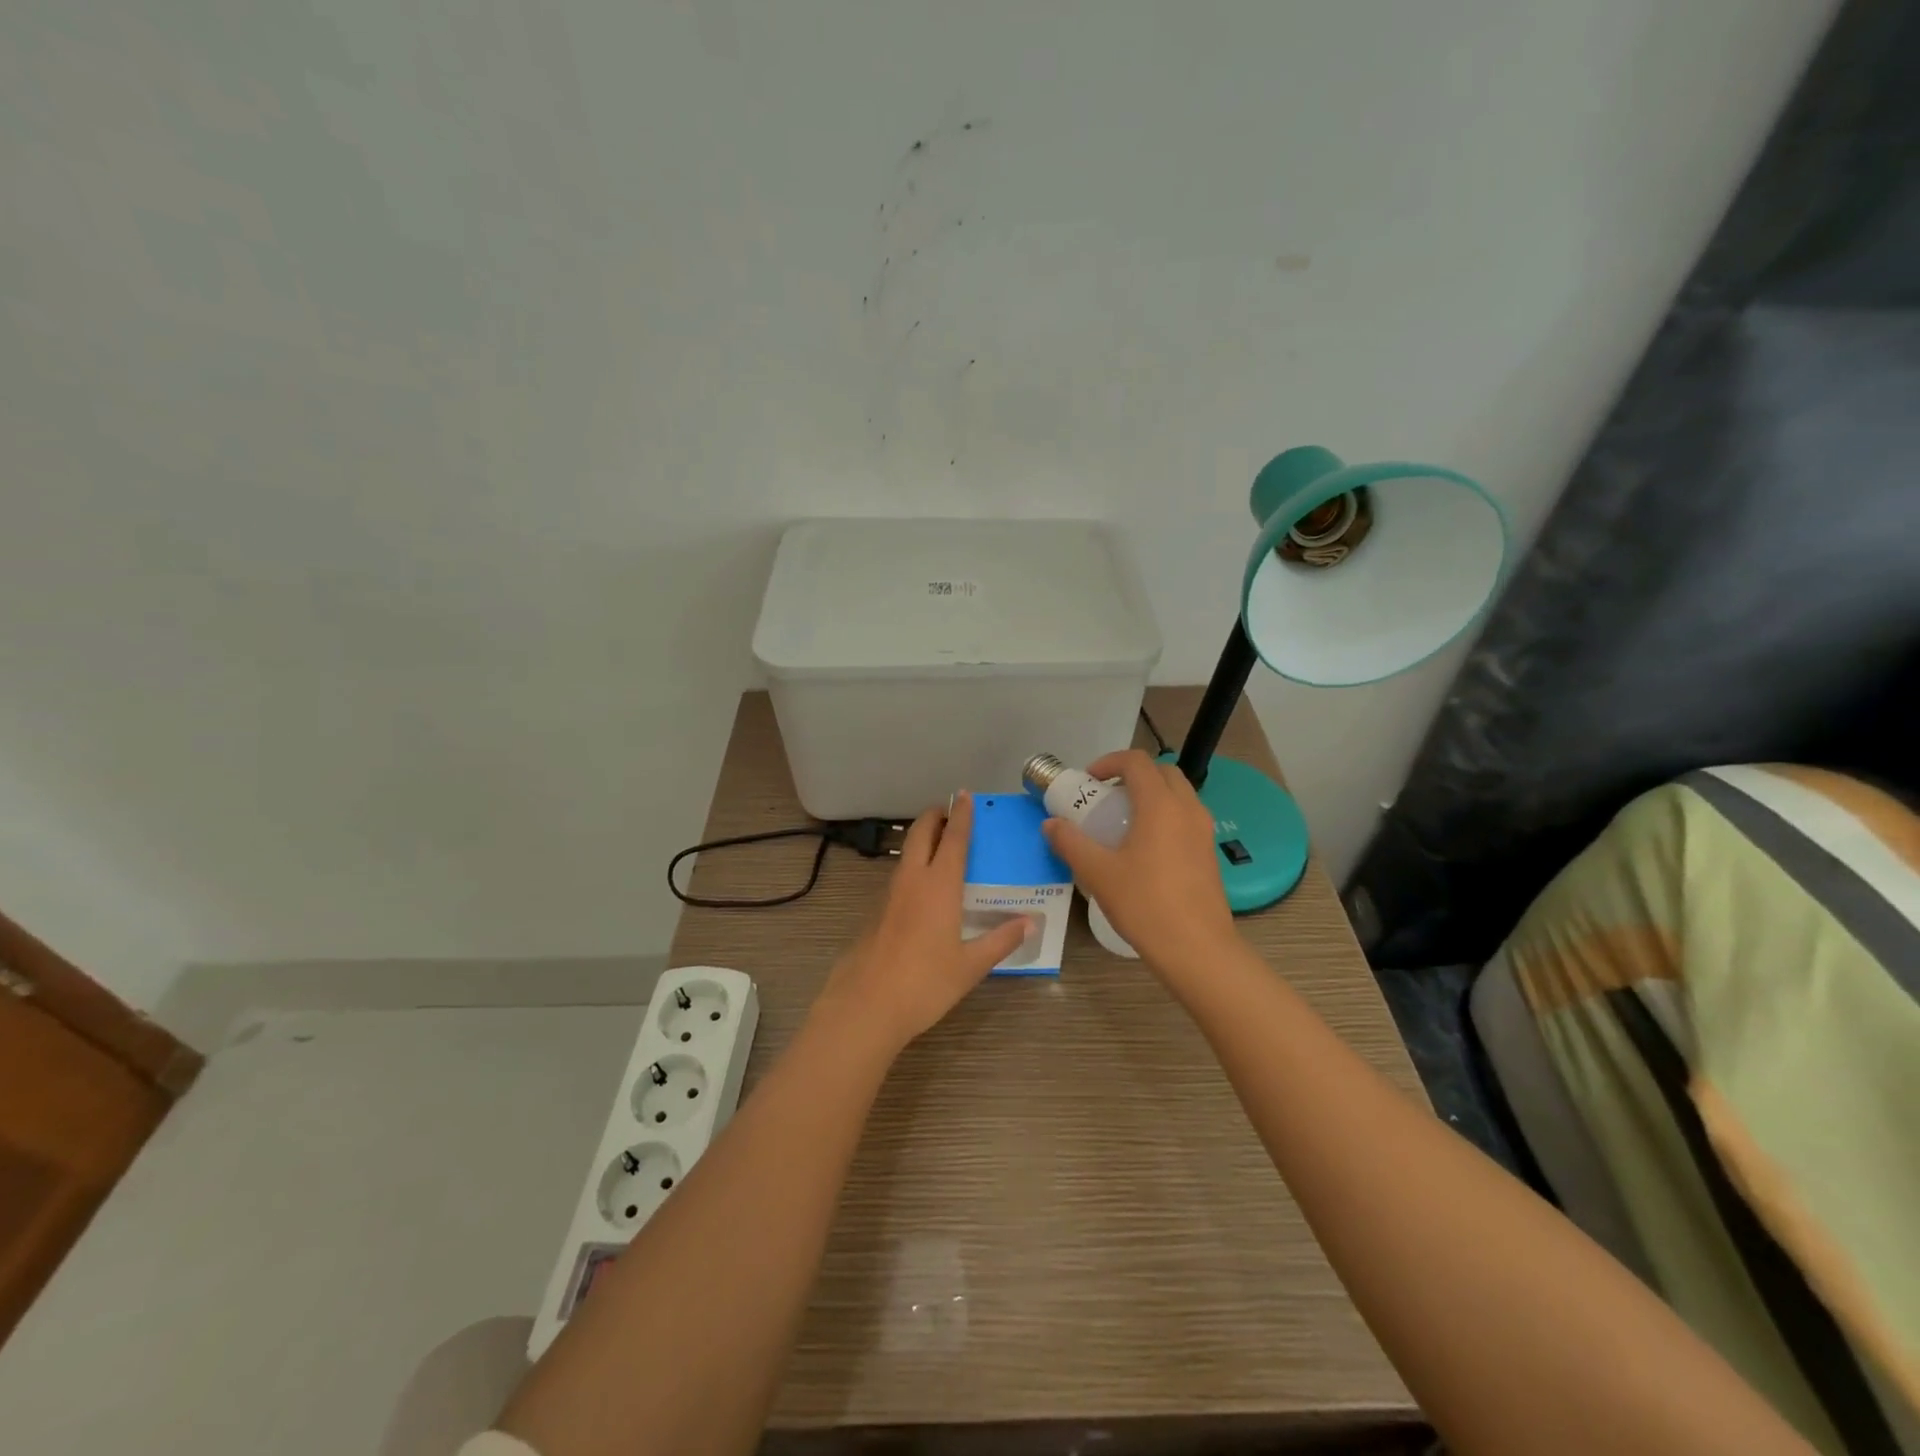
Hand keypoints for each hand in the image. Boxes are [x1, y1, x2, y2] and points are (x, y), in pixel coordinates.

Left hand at [815, 791, 1029, 1051]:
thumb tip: (1030, 922)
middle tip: (949, 811)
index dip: (960, 814)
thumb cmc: (925, 983)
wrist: (866, 1006)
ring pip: (906, 854)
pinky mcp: (876, 913)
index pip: (952, 838)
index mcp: (939, 886)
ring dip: (921, 840)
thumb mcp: (971, 966)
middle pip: (920, 834)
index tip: (964, 795)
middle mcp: (912, 881)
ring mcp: (889, 895)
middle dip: (934, 817)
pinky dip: (913, 866)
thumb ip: (1001, 941)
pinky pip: (899, 876)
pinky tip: (923, 888)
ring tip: (941, 845)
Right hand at [1041, 749, 1237, 972]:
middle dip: (1133, 775)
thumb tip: (1051, 824)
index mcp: (1160, 805)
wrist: (1197, 949)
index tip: (1089, 781)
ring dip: (1151, 796)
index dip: (1109, 762)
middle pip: (1162, 772)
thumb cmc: (1145, 904)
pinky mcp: (1209, 853)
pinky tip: (1145, 850)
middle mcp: (1187, 809)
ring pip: (1178, 795)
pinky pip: (1186, 818)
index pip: (1136, 761)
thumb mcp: (1098, 873)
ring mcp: (1203, 831)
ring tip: (1124, 823)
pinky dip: (1165, 817)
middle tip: (1106, 797)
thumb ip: (1071, 843)